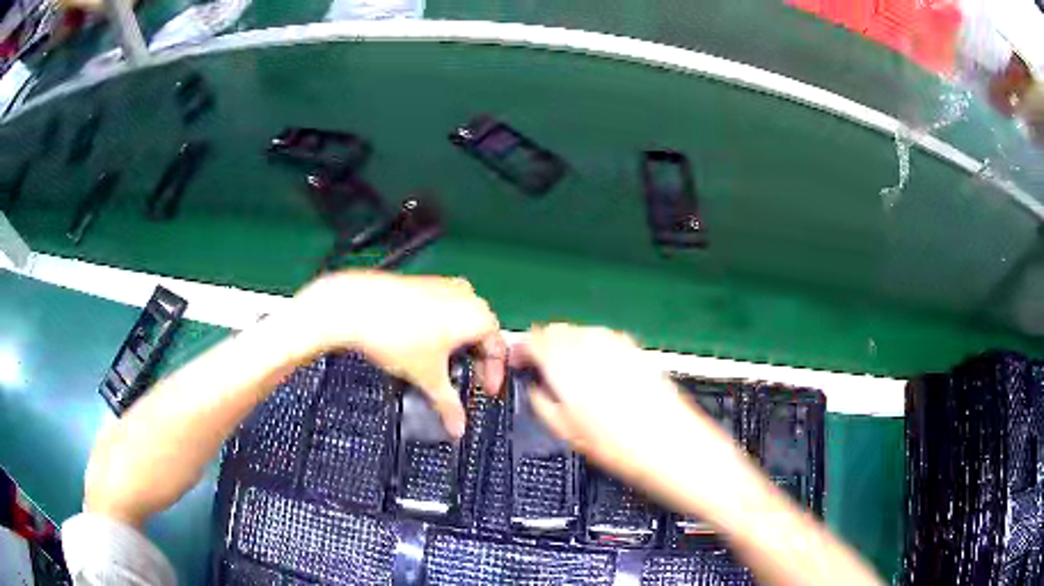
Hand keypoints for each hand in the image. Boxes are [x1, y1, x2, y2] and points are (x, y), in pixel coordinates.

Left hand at [292, 271, 504, 437]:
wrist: (356, 307)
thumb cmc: (396, 335)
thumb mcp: (427, 377)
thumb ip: (448, 405)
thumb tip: (457, 428)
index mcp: (478, 316)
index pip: (498, 349)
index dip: (493, 376)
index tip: (484, 392)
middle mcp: (466, 296)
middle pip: (482, 333)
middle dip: (476, 361)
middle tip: (466, 382)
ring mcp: (443, 286)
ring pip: (462, 320)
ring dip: (458, 345)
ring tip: (442, 366)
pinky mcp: (423, 284)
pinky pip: (443, 310)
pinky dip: (441, 329)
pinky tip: (423, 344)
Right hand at [510, 324, 712, 489]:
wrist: (670, 445)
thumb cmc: (617, 446)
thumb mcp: (565, 431)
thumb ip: (542, 401)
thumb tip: (536, 388)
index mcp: (566, 364)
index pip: (534, 339)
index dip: (522, 349)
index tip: (520, 363)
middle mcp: (591, 345)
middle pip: (558, 329)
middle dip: (545, 345)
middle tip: (542, 370)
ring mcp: (617, 345)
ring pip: (582, 331)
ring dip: (569, 345)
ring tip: (571, 373)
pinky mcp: (637, 351)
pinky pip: (606, 339)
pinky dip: (594, 348)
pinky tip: (598, 371)